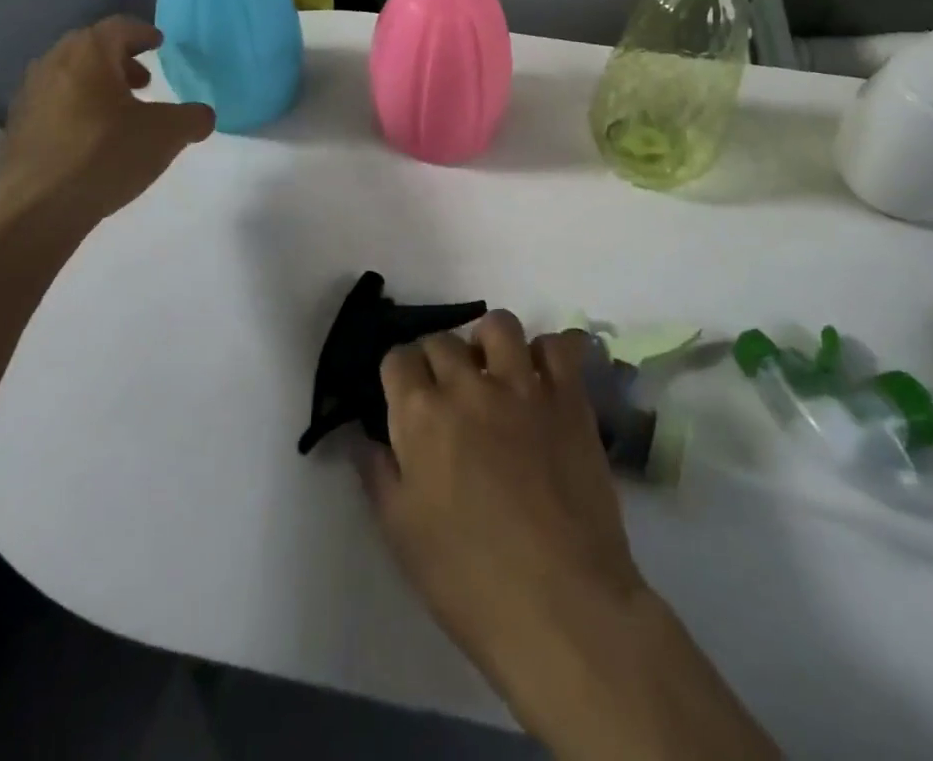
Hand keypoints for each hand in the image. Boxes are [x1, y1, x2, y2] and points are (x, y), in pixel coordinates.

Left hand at [0, 18, 214, 238]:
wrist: (36, 208)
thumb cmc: (105, 154)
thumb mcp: (167, 134)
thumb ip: (192, 118)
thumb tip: (202, 115)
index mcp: (89, 53)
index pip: (120, 27)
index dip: (143, 33)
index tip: (159, 44)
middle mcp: (54, 63)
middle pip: (91, 47)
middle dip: (120, 59)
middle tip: (144, 80)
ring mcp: (30, 94)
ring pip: (70, 74)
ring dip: (98, 83)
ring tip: (122, 110)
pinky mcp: (18, 126)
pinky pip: (55, 101)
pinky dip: (78, 106)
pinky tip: (94, 136)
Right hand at [364, 316, 779, 760]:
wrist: (561, 606)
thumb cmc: (469, 580)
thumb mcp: (401, 533)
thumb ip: (377, 472)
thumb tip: (363, 435)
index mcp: (421, 415)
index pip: (398, 358)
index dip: (398, 374)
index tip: (404, 395)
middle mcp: (469, 385)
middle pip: (443, 340)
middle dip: (437, 361)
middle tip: (447, 394)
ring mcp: (523, 386)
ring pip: (499, 326)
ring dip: (489, 343)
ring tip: (494, 374)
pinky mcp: (569, 397)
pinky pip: (561, 346)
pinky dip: (550, 353)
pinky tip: (544, 379)